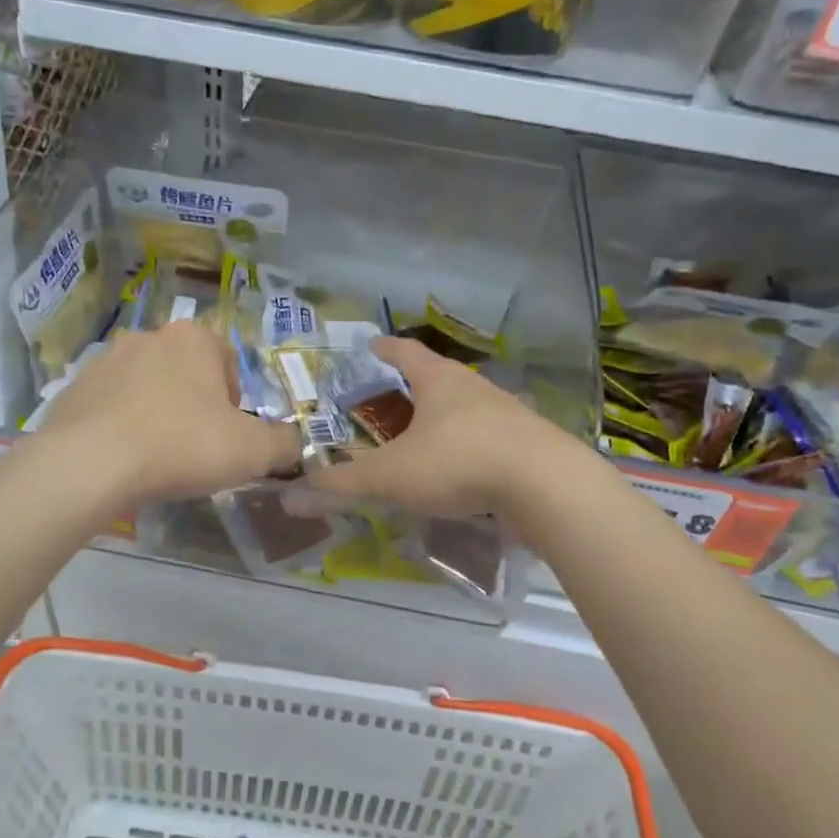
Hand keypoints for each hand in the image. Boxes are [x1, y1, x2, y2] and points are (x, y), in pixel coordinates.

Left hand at [26, 321, 300, 505]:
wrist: (89, 464)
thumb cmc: (182, 445)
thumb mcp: (253, 451)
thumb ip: (284, 444)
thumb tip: (292, 445)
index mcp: (194, 339)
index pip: (228, 361)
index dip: (235, 401)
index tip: (229, 435)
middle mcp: (149, 337)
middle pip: (186, 372)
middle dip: (195, 405)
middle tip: (196, 448)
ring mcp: (105, 360)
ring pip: (146, 387)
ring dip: (156, 413)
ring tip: (157, 456)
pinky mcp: (73, 388)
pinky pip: (110, 406)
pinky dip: (121, 425)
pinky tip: (123, 459)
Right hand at [306, 337, 589, 519]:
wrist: (547, 486)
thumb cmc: (459, 462)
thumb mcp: (392, 475)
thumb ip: (343, 483)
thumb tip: (291, 492)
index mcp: (440, 381)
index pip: (406, 353)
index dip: (385, 349)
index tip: (371, 345)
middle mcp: (474, 389)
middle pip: (438, 378)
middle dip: (414, 386)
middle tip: (389, 398)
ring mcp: (506, 415)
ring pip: (465, 409)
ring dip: (442, 418)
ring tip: (421, 436)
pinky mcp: (526, 445)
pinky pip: (485, 439)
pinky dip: (466, 448)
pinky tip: (459, 471)